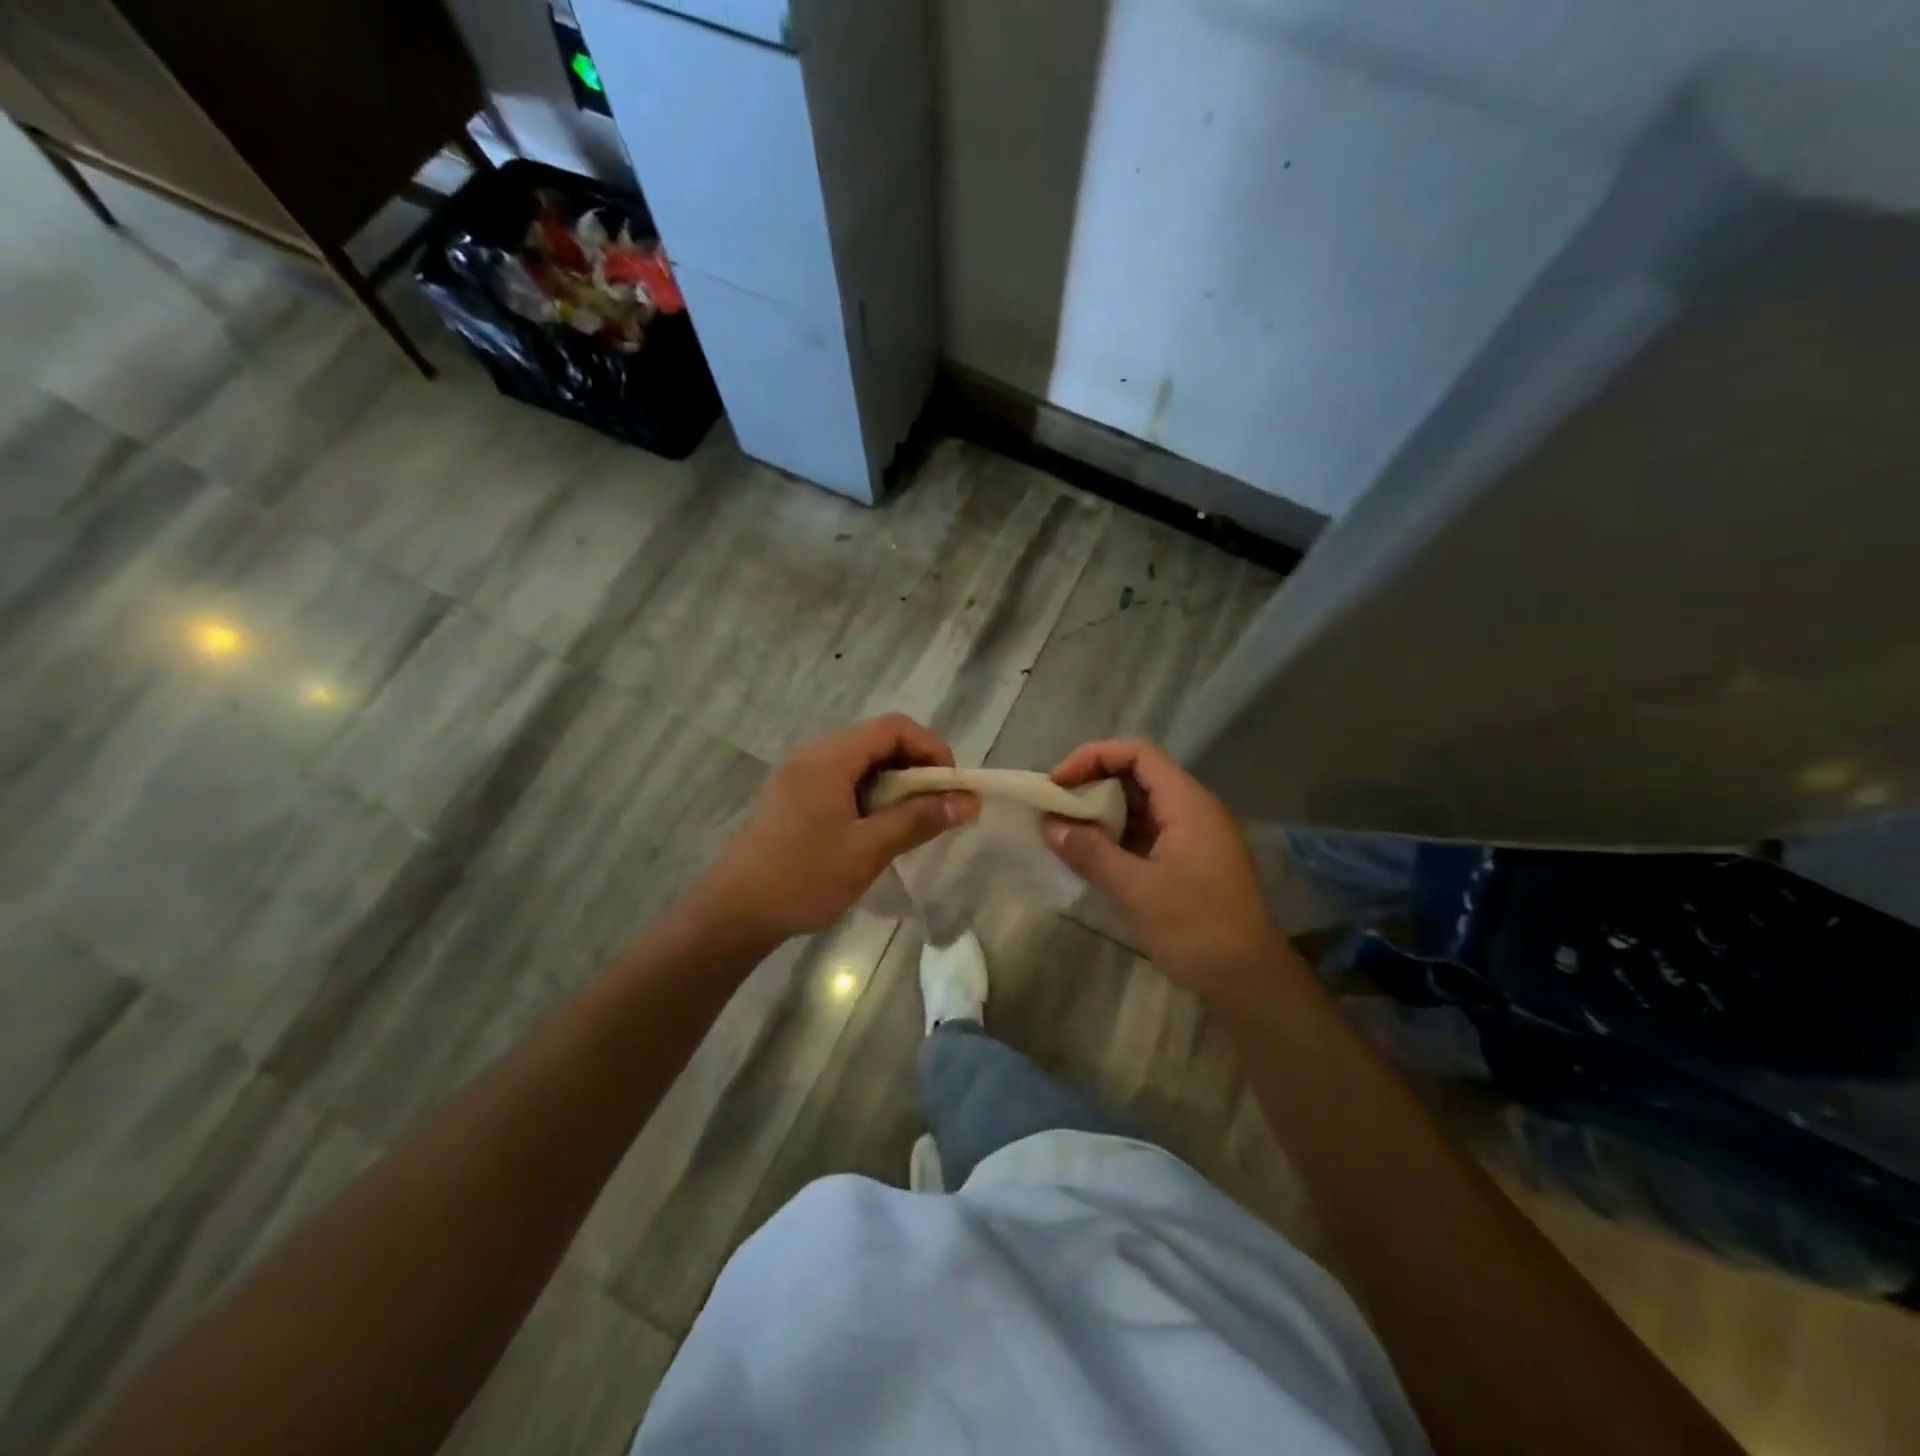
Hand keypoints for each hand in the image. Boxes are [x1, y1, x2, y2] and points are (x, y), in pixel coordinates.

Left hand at [682, 714, 977, 946]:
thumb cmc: (802, 877)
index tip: (951, 787)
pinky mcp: (794, 798)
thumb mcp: (867, 850)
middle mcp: (813, 756)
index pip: (893, 727)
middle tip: (937, 807)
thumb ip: (918, 820)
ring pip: (861, 763)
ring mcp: (800, 776)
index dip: (931, 748)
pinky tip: (878, 830)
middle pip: (877, 741)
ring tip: (912, 821)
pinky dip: (871, 796)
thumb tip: (967, 801)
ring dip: (894, 784)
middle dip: (916, 768)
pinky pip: (843, 781)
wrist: (732, 914)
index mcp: (829, 757)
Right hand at [1046, 739, 1281, 1003]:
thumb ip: (1090, 852)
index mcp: (1187, 803)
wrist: (1248, 979)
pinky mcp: (1189, 860)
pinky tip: (1091, 853)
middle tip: (1055, 808)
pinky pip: (1148, 831)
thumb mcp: (1136, 889)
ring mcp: (1193, 835)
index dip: (1094, 757)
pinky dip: (1117, 835)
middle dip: (1093, 784)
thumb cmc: (1196, 927)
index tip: (1058, 783)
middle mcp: (1193, 809)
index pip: (1137, 754)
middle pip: (1137, 775)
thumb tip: (1049, 825)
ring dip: (1102, 811)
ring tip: (1065, 829)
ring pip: (1141, 805)